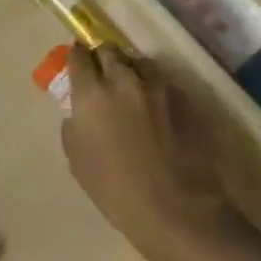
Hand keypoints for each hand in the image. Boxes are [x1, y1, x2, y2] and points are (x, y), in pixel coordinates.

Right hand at [60, 46, 230, 260]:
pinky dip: (155, 89)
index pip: (78, 56)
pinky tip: (157, 111)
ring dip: (131, 71)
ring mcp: (158, 86)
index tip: (78, 66)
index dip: (76, 59)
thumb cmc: (117, 191)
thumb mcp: (78, 160)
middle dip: (103, 59)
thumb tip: (80, 111)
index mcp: (92, 93)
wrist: (177, 210)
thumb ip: (75, 125)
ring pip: (139, 63)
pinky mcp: (185, 97)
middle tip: (103, 77)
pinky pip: (163, 82)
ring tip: (132, 91)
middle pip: (110, 50)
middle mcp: (124, 79)